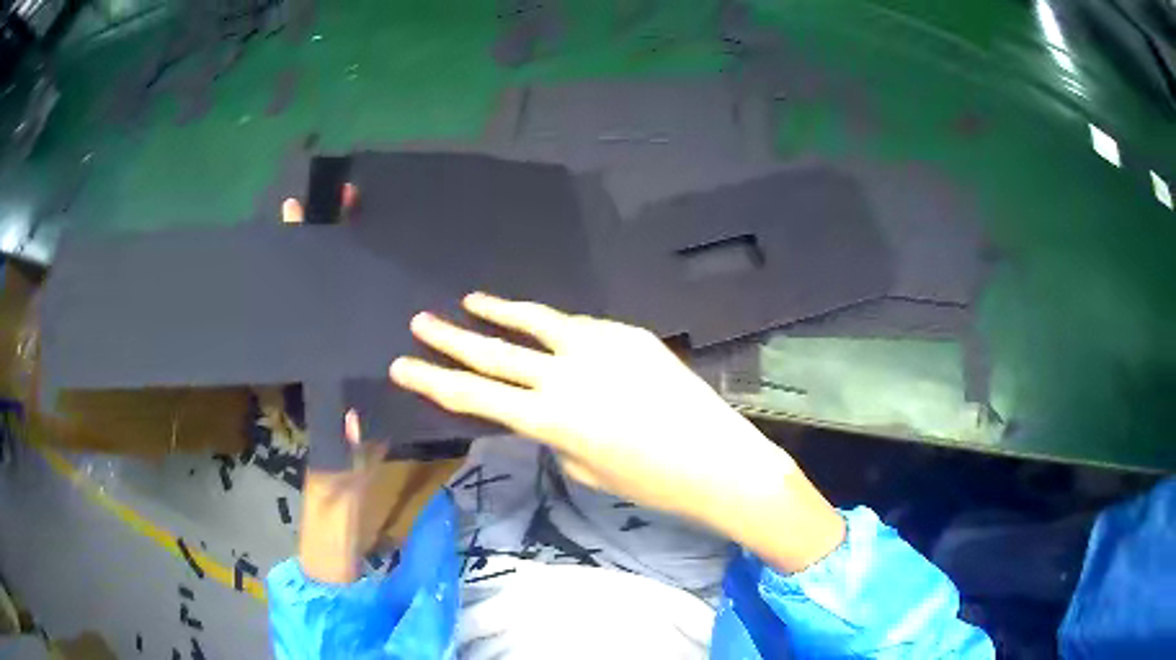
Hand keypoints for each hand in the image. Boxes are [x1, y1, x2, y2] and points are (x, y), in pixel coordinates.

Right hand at [391, 293, 845, 570]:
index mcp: (550, 419)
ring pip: (535, 322)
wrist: (719, 461)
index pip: (475, 397)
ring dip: (499, 312)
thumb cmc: (652, 484)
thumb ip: (556, 433)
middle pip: (493, 353)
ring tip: (470, 301)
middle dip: (450, 339)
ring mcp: (600, 347)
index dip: (433, 382)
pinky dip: (554, 326)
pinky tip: (543, 323)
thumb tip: (544, 406)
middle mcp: (566, 375)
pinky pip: (580, 327)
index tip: (402, 366)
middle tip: (420, 322)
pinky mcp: (628, 334)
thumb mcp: (586, 467)